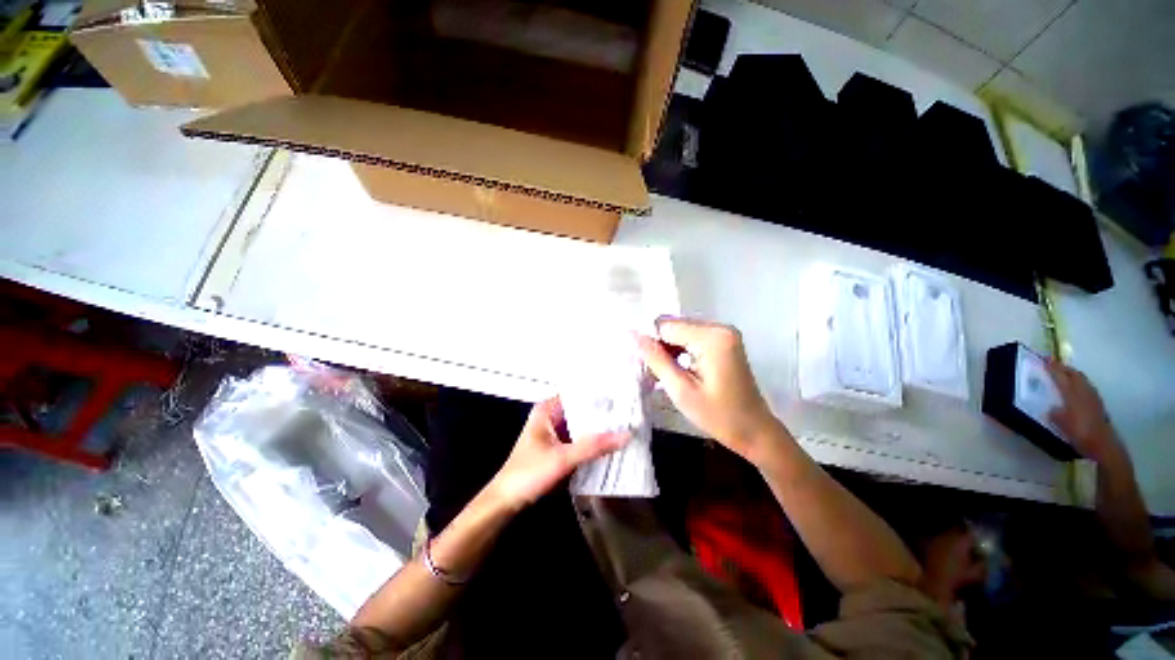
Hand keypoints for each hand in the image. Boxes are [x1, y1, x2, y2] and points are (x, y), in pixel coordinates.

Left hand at [488, 398, 627, 512]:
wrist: (506, 503)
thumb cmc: (528, 474)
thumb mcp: (562, 459)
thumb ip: (593, 447)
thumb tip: (626, 435)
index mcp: (548, 409)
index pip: (579, 394)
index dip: (600, 393)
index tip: (623, 394)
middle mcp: (553, 417)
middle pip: (583, 410)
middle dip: (604, 413)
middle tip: (631, 412)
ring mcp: (557, 433)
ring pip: (583, 426)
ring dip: (601, 429)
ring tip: (628, 424)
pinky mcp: (560, 448)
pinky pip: (582, 440)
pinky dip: (594, 442)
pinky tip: (613, 443)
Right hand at [636, 317, 780, 461]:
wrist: (755, 432)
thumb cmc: (718, 416)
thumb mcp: (681, 390)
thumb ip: (655, 359)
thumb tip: (632, 335)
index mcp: (712, 337)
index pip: (666, 326)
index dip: (649, 343)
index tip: (641, 365)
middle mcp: (719, 327)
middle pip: (674, 327)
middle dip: (658, 347)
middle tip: (650, 373)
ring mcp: (724, 333)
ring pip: (680, 333)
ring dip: (667, 351)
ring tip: (660, 376)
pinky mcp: (724, 341)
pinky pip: (692, 339)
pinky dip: (679, 352)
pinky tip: (675, 371)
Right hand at [1046, 359, 1120, 462]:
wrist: (1102, 444)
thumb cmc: (1079, 433)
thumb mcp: (1061, 424)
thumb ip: (1055, 413)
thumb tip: (1052, 408)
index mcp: (1072, 393)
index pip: (1060, 376)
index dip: (1052, 368)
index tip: (1044, 360)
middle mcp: (1083, 391)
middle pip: (1074, 374)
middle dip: (1064, 368)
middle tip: (1054, 365)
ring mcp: (1093, 396)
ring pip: (1082, 379)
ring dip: (1073, 374)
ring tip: (1065, 374)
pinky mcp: (1098, 403)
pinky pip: (1087, 387)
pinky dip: (1080, 383)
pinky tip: (1078, 389)